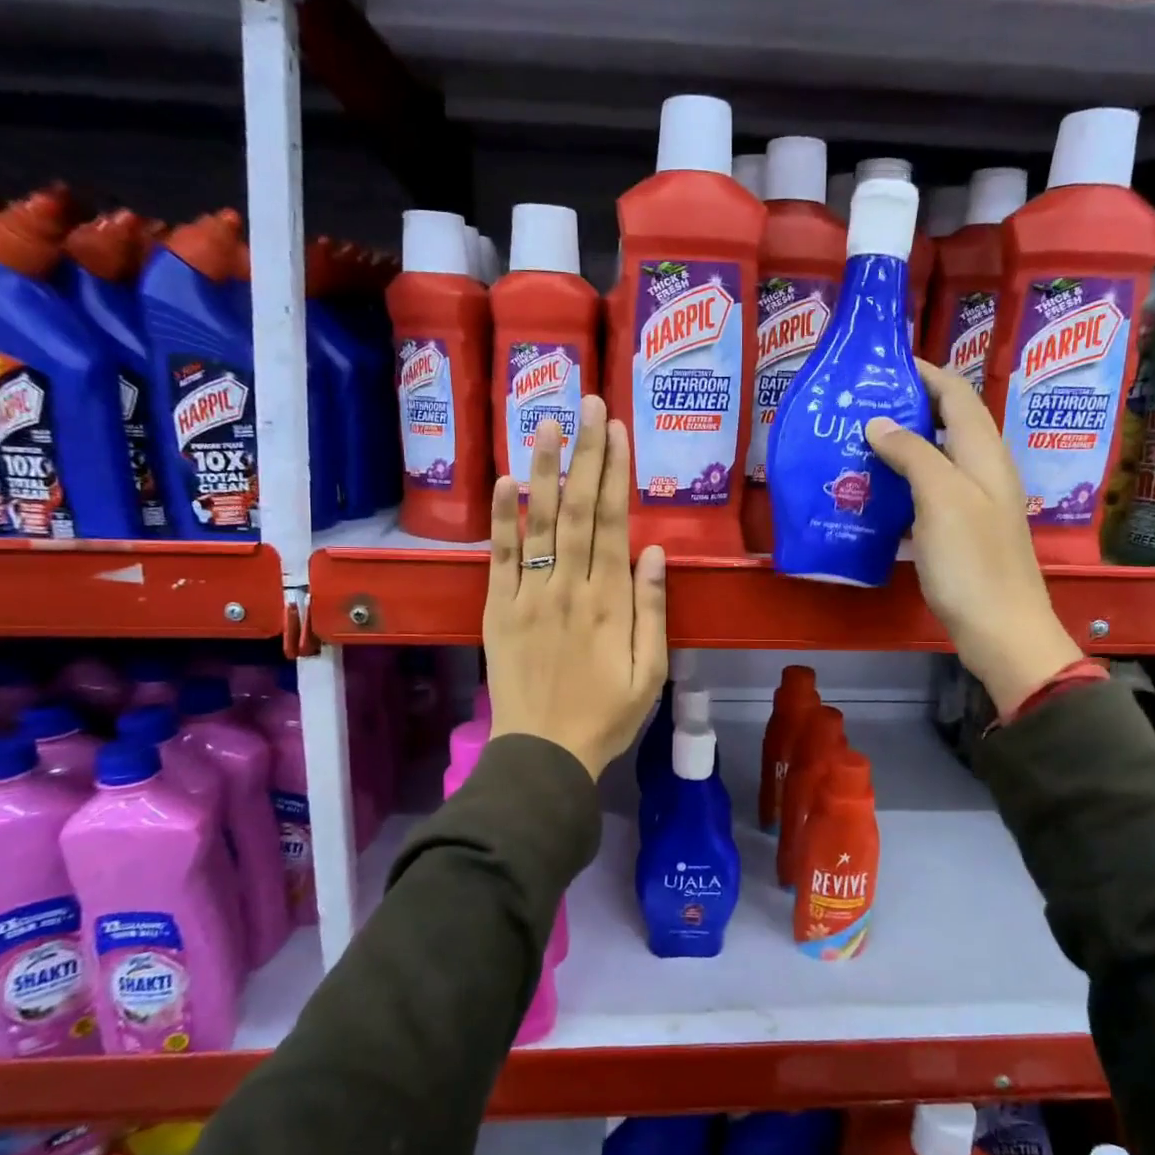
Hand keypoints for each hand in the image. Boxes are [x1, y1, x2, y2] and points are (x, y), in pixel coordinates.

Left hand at [484, 395, 668, 776]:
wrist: (544, 753)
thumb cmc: (607, 716)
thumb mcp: (651, 672)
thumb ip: (652, 610)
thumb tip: (654, 551)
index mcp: (609, 602)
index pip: (612, 523)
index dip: (615, 472)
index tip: (616, 429)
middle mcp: (568, 587)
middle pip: (577, 509)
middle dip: (583, 453)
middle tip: (586, 402)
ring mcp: (529, 595)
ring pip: (537, 522)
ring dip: (542, 469)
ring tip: (545, 422)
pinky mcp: (499, 609)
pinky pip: (500, 556)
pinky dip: (501, 518)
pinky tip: (504, 480)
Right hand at [867, 363, 1081, 714]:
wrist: (1001, 629)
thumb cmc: (971, 562)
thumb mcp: (941, 499)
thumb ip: (912, 453)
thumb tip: (878, 422)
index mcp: (984, 454)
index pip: (956, 395)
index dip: (926, 373)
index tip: (884, 363)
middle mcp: (983, 470)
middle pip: (948, 422)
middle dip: (909, 405)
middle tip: (861, 404)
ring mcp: (974, 502)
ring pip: (937, 457)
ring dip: (903, 444)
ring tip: (859, 441)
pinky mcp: (961, 531)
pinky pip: (929, 491)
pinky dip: (903, 481)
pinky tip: (875, 492)